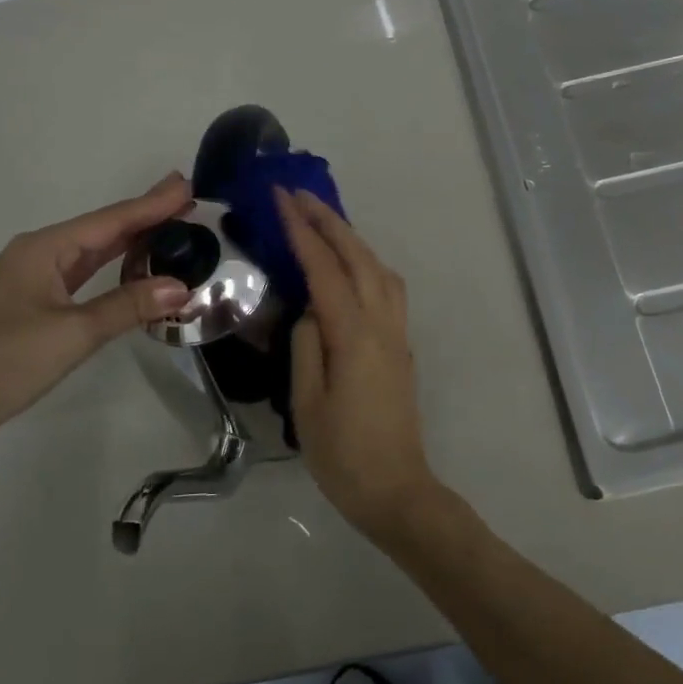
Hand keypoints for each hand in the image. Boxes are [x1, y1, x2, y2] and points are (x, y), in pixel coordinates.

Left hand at [0, 173, 193, 453]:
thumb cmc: (1, 361)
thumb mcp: (72, 333)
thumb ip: (128, 307)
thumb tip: (182, 287)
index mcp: (45, 249)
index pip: (111, 220)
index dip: (152, 204)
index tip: (187, 185)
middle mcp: (39, 255)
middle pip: (103, 229)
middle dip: (145, 215)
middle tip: (189, 202)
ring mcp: (33, 281)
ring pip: (92, 252)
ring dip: (131, 241)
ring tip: (172, 227)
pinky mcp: (33, 306)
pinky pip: (83, 275)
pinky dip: (113, 269)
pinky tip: (133, 270)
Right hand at [277, 189, 441, 541]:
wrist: (396, 489)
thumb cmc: (342, 453)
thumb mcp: (307, 402)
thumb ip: (306, 345)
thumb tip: (310, 308)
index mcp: (355, 335)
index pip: (325, 269)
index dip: (303, 231)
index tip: (281, 199)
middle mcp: (383, 323)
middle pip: (359, 257)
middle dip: (329, 221)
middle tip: (299, 194)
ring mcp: (397, 332)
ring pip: (379, 268)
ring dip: (351, 238)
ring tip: (322, 221)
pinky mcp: (401, 345)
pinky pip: (386, 287)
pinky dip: (366, 261)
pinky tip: (350, 264)